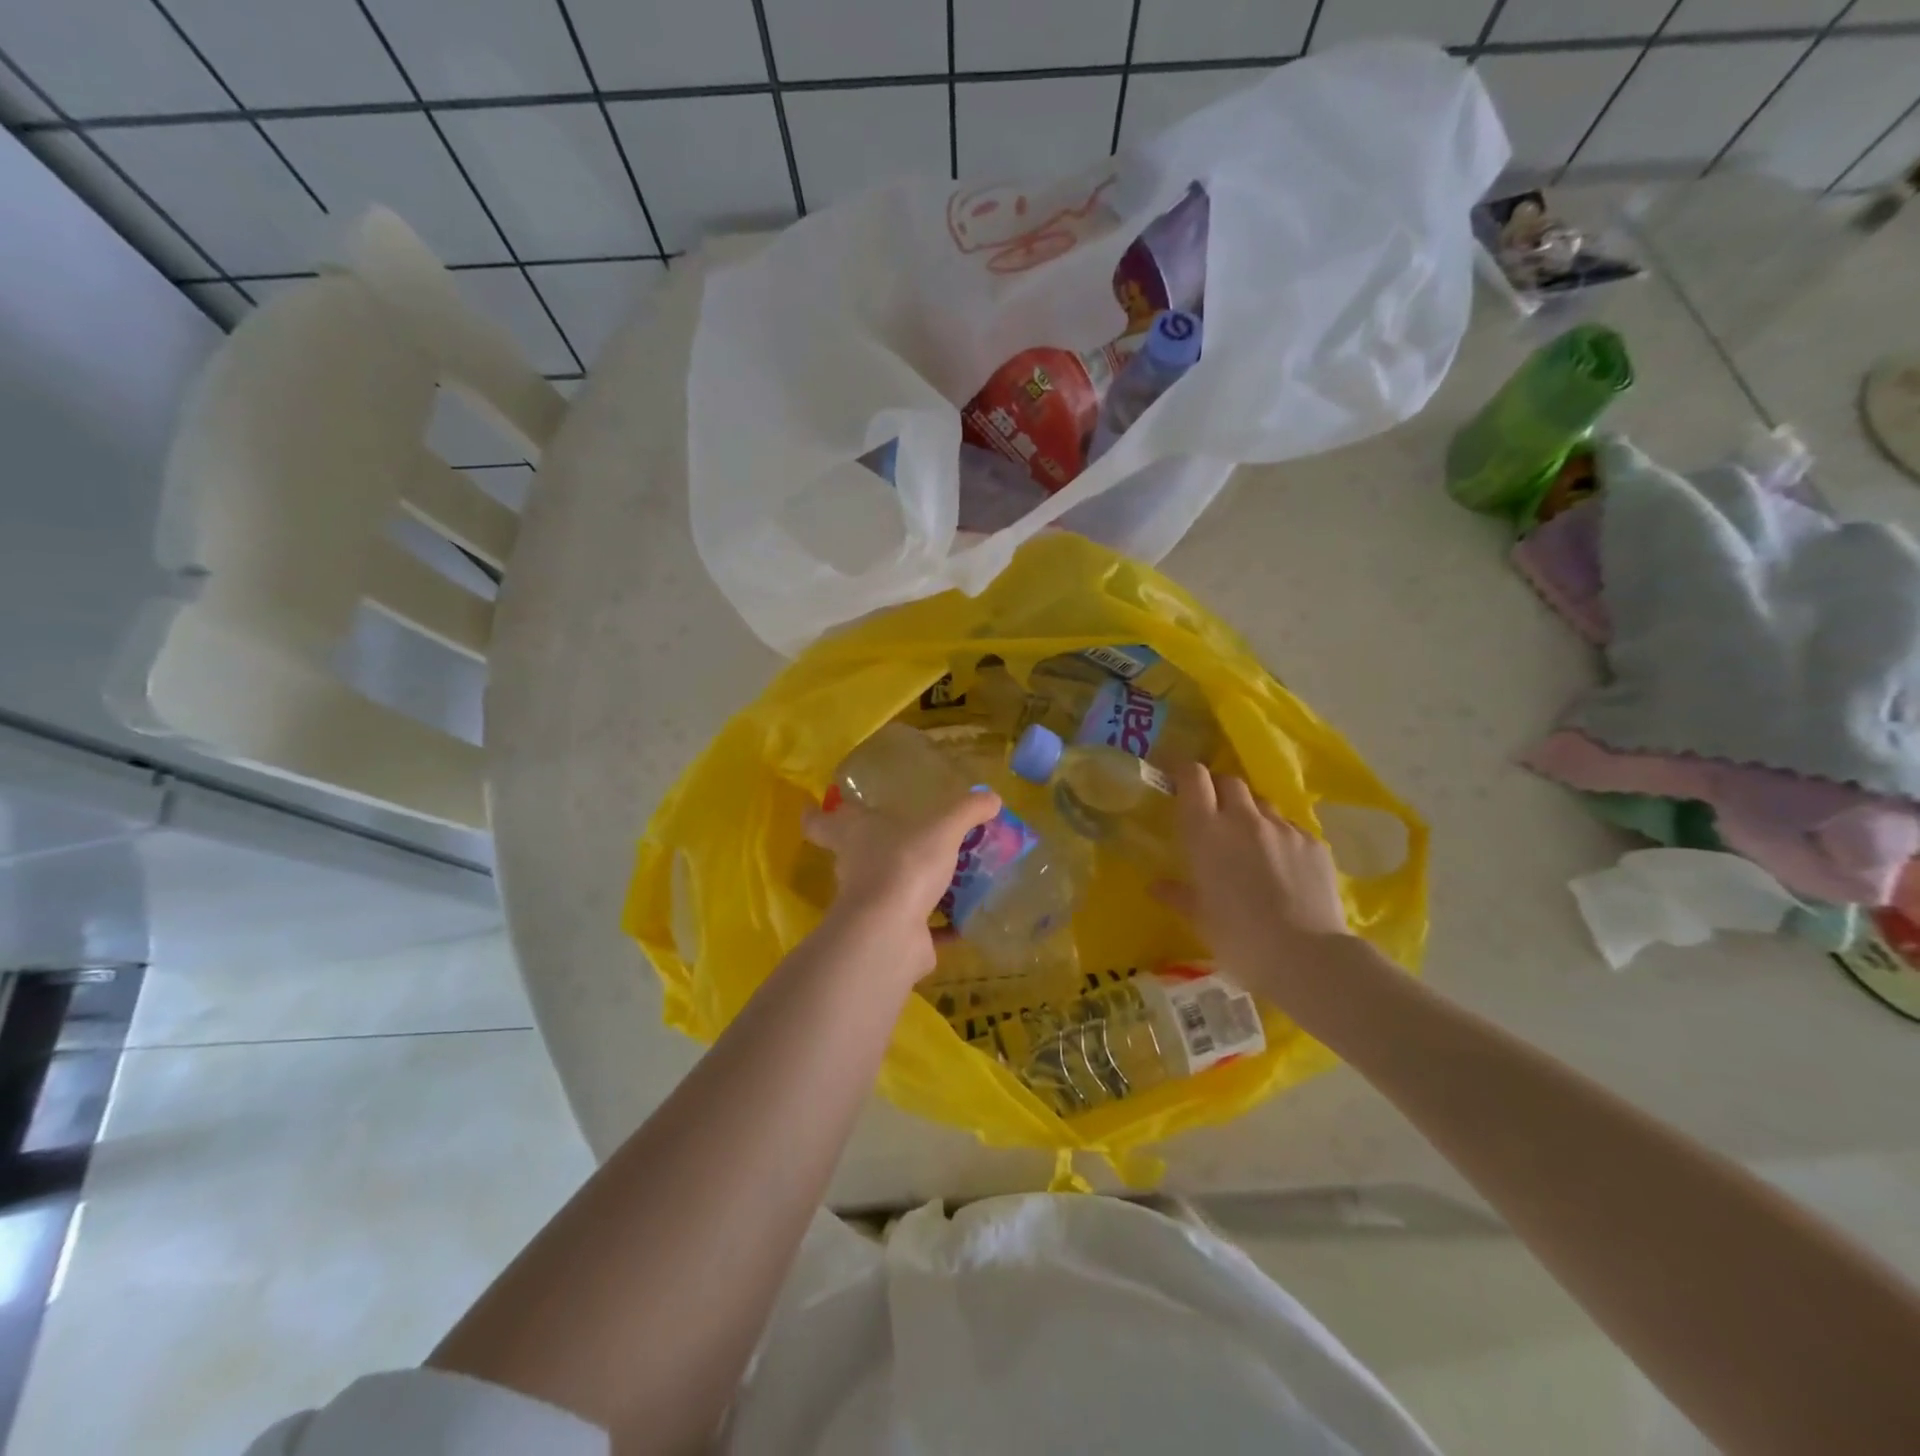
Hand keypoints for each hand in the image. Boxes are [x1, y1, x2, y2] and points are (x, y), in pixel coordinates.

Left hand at [803, 790, 1002, 981]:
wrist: (891, 932)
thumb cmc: (904, 863)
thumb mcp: (942, 827)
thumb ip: (966, 810)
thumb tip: (991, 797)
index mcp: (853, 836)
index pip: (821, 822)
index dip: (817, 814)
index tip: (815, 807)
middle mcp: (854, 869)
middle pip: (856, 855)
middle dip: (877, 849)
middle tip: (907, 838)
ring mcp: (871, 907)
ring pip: (890, 891)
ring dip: (914, 887)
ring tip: (950, 876)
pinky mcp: (892, 936)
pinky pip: (920, 927)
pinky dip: (940, 925)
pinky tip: (967, 920)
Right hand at [1155, 764, 1349, 974]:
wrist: (1307, 957)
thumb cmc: (1239, 938)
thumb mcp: (1199, 919)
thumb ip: (1178, 895)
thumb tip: (1156, 886)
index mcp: (1206, 832)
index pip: (1194, 777)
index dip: (1184, 772)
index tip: (1177, 780)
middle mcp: (1244, 819)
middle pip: (1229, 781)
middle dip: (1218, 789)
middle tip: (1213, 813)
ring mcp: (1283, 828)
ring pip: (1261, 803)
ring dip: (1250, 813)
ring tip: (1250, 841)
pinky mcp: (1314, 843)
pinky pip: (1290, 828)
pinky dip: (1279, 837)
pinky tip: (1282, 865)